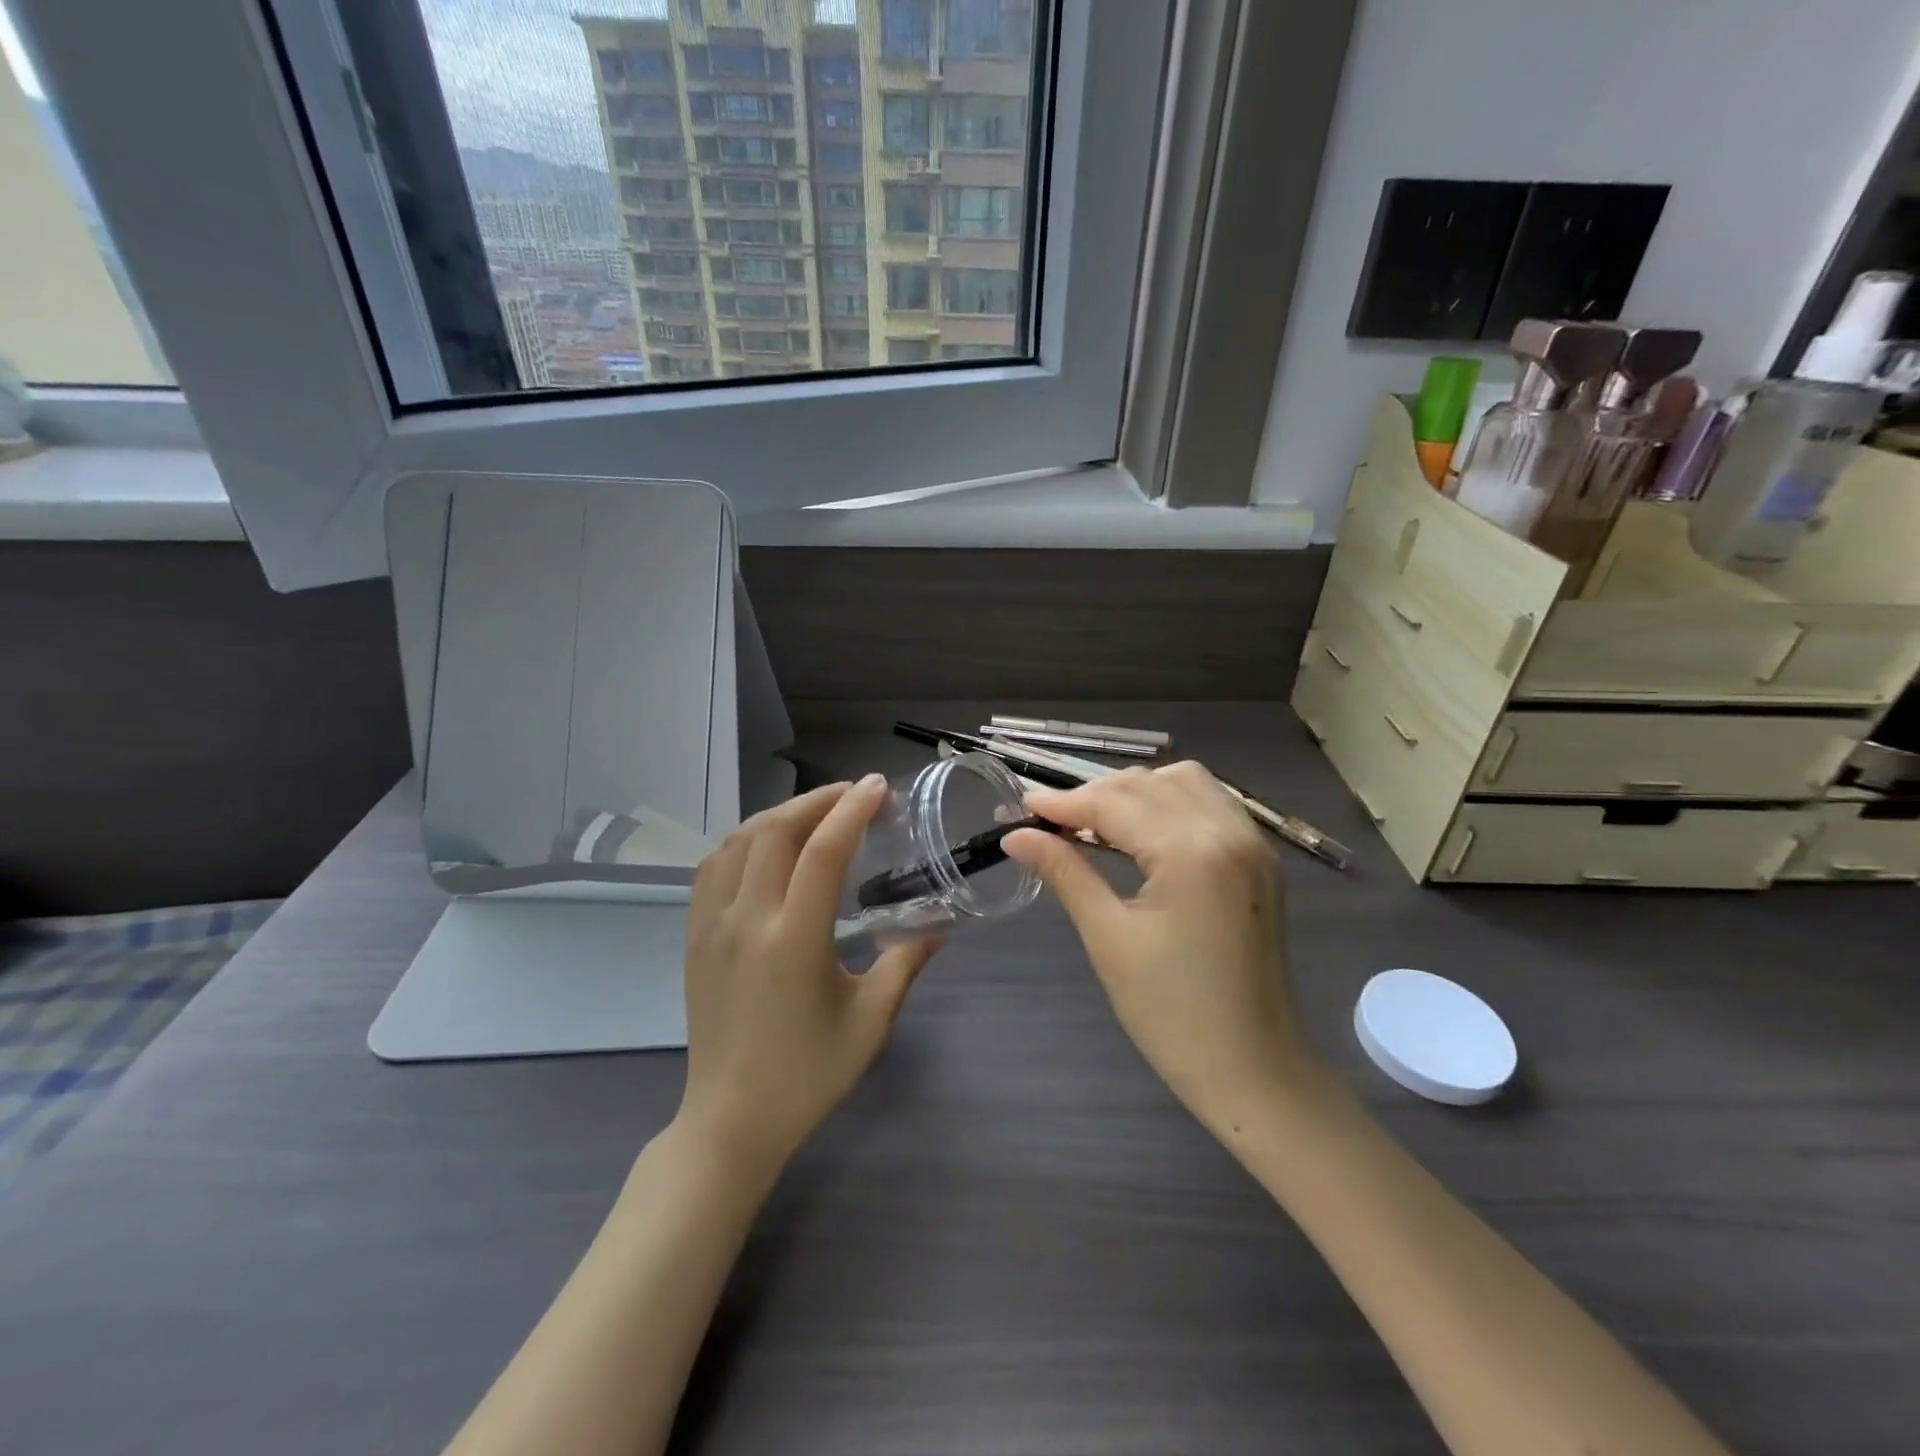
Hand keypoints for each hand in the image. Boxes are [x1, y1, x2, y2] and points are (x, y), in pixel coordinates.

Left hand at [677, 776, 938, 1171]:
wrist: (730, 1120)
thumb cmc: (808, 1075)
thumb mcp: (870, 1022)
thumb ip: (905, 963)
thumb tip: (939, 927)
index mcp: (793, 942)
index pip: (821, 853)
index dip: (851, 810)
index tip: (877, 787)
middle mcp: (746, 921)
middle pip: (775, 830)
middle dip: (818, 800)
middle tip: (854, 794)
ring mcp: (711, 925)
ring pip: (740, 840)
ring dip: (781, 813)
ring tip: (817, 812)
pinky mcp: (693, 935)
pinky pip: (713, 865)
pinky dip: (745, 839)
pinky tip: (768, 844)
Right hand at [1005, 763, 1316, 1130]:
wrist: (1253, 1070)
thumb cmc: (1171, 1013)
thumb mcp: (1108, 937)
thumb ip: (1064, 872)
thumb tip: (1016, 836)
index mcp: (1191, 852)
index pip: (1114, 803)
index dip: (1062, 802)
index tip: (1020, 806)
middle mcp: (1228, 831)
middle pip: (1146, 785)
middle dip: (1093, 795)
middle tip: (1049, 823)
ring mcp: (1252, 842)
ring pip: (1182, 781)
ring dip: (1134, 792)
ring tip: (1094, 823)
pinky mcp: (1259, 859)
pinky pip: (1210, 802)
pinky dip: (1170, 801)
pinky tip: (1143, 829)